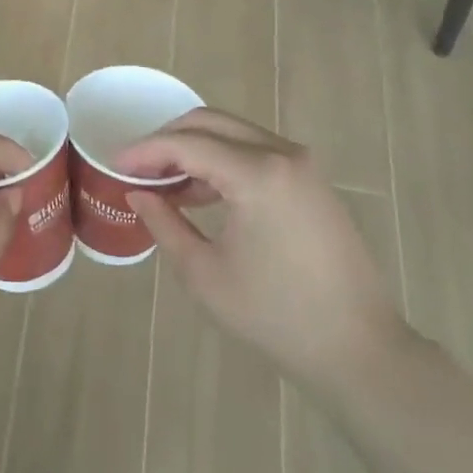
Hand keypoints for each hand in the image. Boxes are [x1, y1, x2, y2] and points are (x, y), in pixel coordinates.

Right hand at [119, 110, 405, 391]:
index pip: (187, 144)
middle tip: (136, 167)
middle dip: (167, 140)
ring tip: (162, 183)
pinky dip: (223, 161)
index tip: (114, 164)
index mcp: (258, 174)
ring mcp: (303, 165)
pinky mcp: (312, 182)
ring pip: (234, 134)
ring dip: (194, 149)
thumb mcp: (205, 274)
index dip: (145, 151)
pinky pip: (256, 153)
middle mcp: (283, 155)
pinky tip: (200, 193)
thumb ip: (165, 224)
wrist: (358, 348)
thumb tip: (139, 194)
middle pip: (210, 123)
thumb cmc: (275, 316)